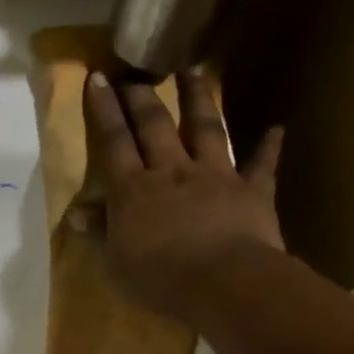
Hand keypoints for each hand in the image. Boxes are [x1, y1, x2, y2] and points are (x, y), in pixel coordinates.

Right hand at [81, 70, 284, 322]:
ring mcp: (216, 176)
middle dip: (143, 96)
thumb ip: (98, 233)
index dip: (104, 110)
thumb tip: (76, 213)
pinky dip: (268, 147)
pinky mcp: (252, 191)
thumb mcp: (114, 262)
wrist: (223, 283)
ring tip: (195, 70)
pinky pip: (261, 165)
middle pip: (155, 126)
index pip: (113, 142)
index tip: (98, 78)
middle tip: (136, 72)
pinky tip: (276, 128)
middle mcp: (172, 172)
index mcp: (133, 190)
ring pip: (206, 129)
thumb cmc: (158, 278)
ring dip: (199, 99)